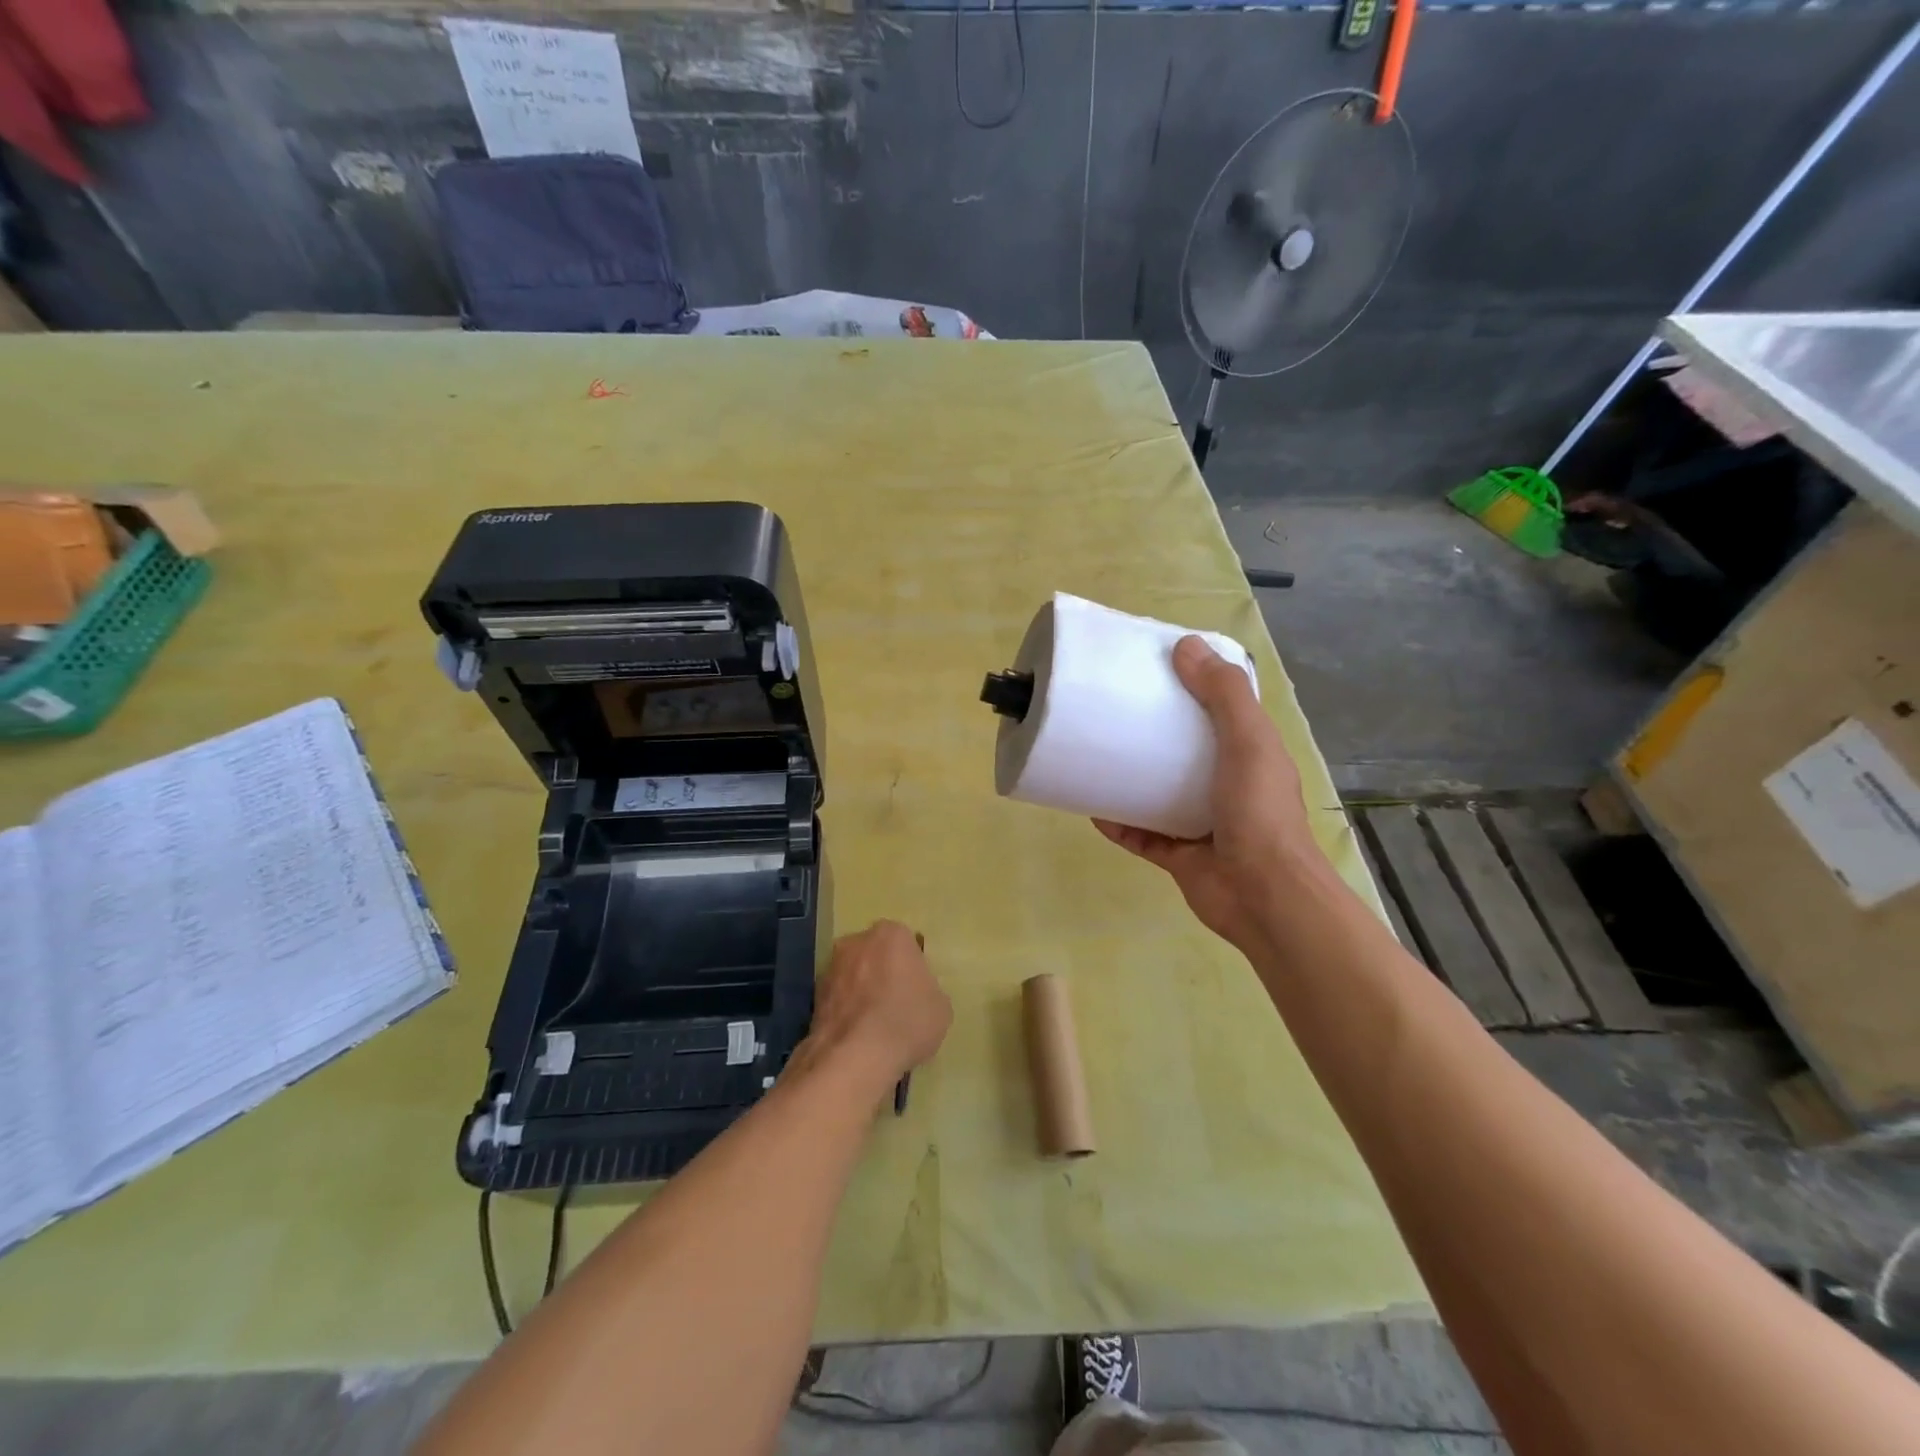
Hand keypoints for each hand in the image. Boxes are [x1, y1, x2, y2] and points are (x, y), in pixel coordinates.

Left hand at [806, 920, 951, 1089]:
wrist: (855, 1056)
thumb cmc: (907, 1021)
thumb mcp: (941, 1008)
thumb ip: (928, 991)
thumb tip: (917, 997)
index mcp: (891, 934)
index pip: (906, 944)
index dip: (912, 969)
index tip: (916, 992)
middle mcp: (856, 941)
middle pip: (875, 955)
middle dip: (883, 974)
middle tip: (896, 1005)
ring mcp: (830, 967)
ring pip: (853, 976)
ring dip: (861, 993)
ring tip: (874, 1027)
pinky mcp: (813, 996)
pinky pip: (838, 999)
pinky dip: (846, 1012)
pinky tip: (857, 1037)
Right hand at [1095, 635, 1322, 952]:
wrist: (1263, 897)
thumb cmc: (1259, 813)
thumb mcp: (1249, 742)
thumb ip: (1223, 695)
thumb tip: (1186, 646)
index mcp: (1250, 755)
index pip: (1222, 712)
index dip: (1194, 689)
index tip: (1156, 669)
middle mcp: (1228, 786)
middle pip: (1185, 752)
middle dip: (1154, 734)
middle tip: (1116, 711)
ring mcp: (1203, 824)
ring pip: (1161, 794)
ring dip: (1132, 779)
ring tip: (1097, 757)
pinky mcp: (1180, 856)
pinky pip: (1143, 835)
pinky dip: (1120, 824)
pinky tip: (1092, 808)